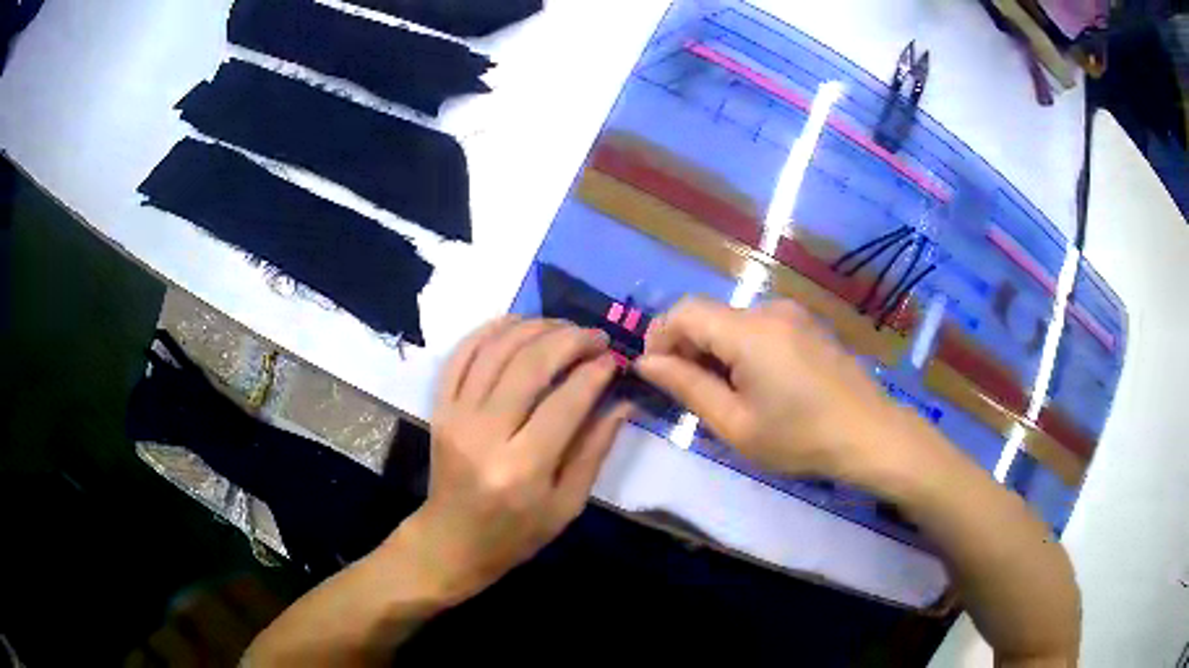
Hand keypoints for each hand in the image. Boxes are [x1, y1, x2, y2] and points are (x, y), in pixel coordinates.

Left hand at [393, 317, 630, 604]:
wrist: (452, 540)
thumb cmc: (516, 532)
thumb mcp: (566, 505)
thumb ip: (594, 451)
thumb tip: (622, 402)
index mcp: (522, 468)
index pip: (565, 402)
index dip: (594, 373)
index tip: (614, 359)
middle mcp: (485, 434)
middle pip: (529, 365)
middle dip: (569, 340)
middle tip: (595, 336)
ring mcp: (456, 416)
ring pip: (495, 350)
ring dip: (534, 327)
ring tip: (563, 326)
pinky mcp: (439, 408)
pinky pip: (461, 355)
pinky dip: (488, 330)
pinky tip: (516, 322)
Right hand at [635, 298, 932, 484]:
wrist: (870, 434)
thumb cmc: (800, 438)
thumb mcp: (736, 424)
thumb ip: (687, 387)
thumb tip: (646, 363)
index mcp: (749, 331)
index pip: (684, 311)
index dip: (660, 337)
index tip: (657, 374)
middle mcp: (769, 309)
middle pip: (708, 314)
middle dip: (687, 347)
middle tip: (689, 393)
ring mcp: (792, 314)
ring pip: (732, 321)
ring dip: (715, 350)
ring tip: (726, 395)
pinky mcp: (807, 324)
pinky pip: (758, 327)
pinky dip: (741, 348)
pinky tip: (756, 384)